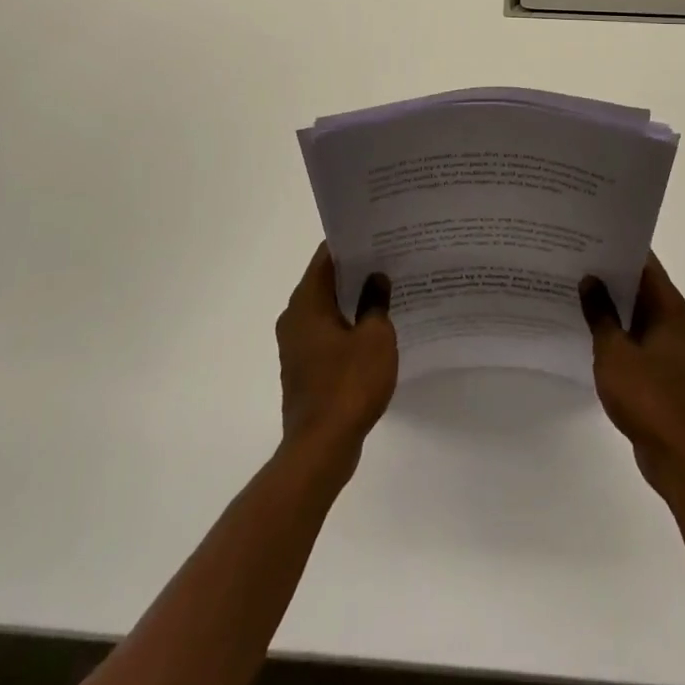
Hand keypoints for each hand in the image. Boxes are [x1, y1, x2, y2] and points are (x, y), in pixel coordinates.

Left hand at [276, 244, 397, 471]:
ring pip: (326, 308)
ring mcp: (296, 344)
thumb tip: (376, 278)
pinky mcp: (303, 367)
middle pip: (325, 280)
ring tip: (387, 290)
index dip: (353, 242)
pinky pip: (327, 333)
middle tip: (390, 258)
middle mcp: (295, 316)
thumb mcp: (375, 338)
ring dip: (352, 300)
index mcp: (307, 301)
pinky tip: (375, 329)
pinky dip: (347, 325)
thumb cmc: (348, 385)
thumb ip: (376, 302)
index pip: (327, 256)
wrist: (320, 449)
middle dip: (356, 270)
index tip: (378, 235)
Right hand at [581, 254, 684, 493]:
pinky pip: (639, 337)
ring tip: (577, 289)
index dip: (620, 247)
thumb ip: (600, 313)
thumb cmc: (647, 396)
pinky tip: (591, 330)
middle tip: (576, 259)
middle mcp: (676, 322)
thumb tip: (590, 279)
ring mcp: (672, 348)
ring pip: (639, 313)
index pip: (646, 264)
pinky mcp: (665, 371)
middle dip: (612, 274)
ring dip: (614, 304)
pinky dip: (619, 330)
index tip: (591, 236)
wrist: (678, 457)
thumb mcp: (614, 351)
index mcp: (670, 309)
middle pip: (643, 286)